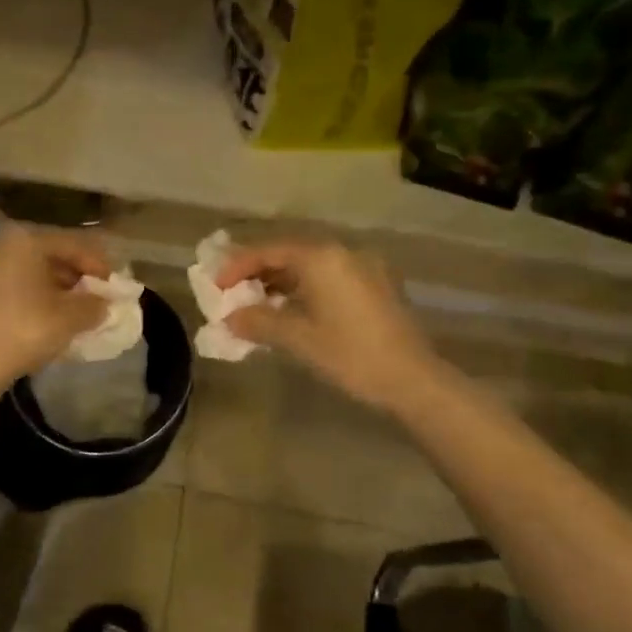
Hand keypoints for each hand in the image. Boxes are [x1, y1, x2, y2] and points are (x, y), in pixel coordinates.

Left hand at [0, 225, 111, 385]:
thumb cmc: (25, 330)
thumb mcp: (70, 317)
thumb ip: (94, 304)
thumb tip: (103, 302)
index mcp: (25, 239)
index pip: (72, 243)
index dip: (98, 264)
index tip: (115, 285)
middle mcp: (1, 242)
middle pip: (50, 252)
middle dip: (76, 273)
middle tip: (96, 295)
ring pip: (31, 267)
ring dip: (56, 284)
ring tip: (76, 307)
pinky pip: (14, 281)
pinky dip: (34, 292)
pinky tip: (48, 313)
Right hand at [216, 241, 440, 414]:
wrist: (414, 381)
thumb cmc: (351, 355)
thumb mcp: (298, 339)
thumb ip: (259, 322)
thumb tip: (230, 317)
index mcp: (322, 257)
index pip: (269, 251)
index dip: (238, 266)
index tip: (216, 286)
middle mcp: (344, 252)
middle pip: (290, 253)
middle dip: (259, 272)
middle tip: (233, 293)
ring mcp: (365, 267)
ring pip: (312, 266)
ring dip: (282, 281)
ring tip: (259, 304)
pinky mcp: (379, 285)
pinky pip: (331, 277)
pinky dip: (306, 288)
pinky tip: (294, 310)